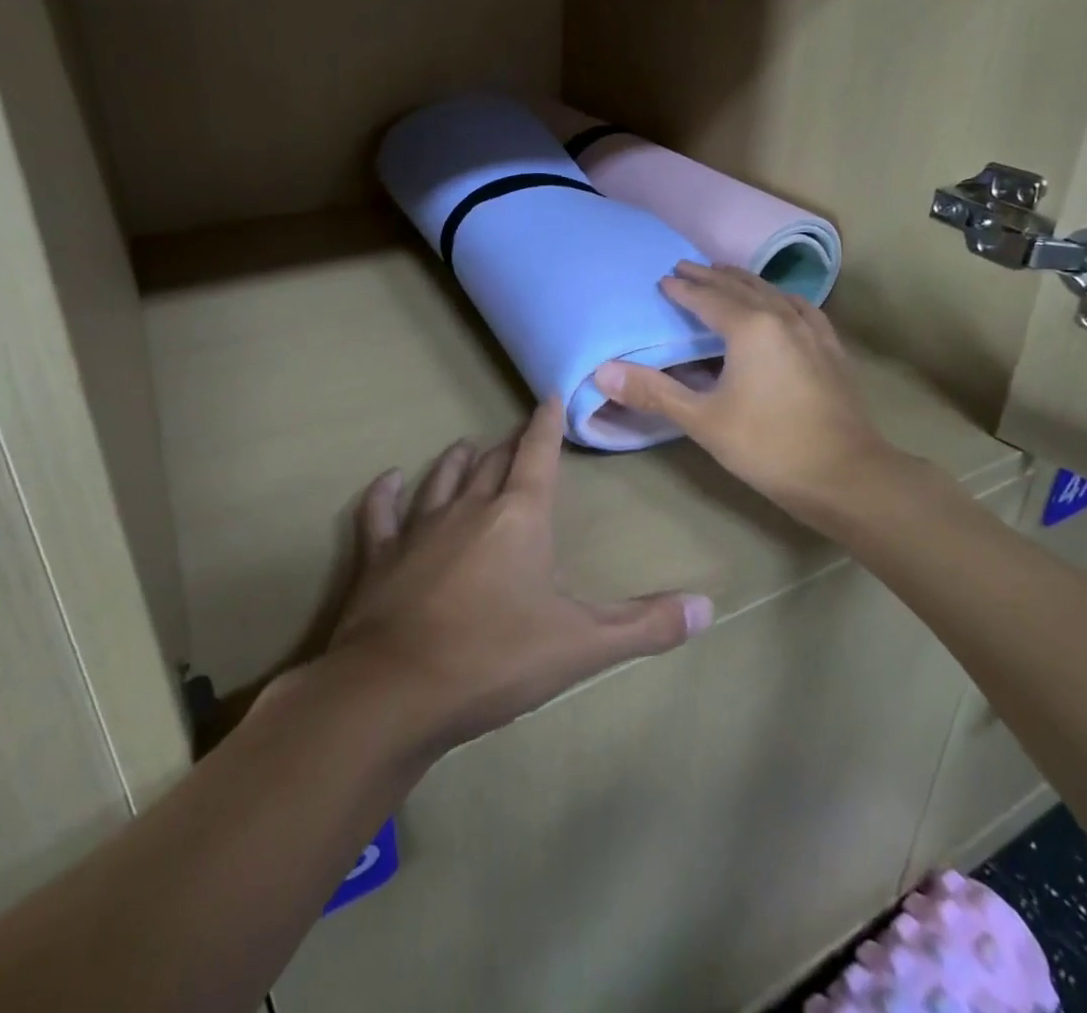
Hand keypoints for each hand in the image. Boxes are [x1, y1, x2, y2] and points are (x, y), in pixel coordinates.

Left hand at [327, 400, 713, 751]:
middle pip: (492, 464)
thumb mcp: (581, 646)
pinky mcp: (379, 555)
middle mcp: (469, 508)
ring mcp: (418, 529)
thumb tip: (708, 608)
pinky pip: (380, 513)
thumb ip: (645, 625)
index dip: (547, 425)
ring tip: (466, 447)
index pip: (538, 455)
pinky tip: (388, 481)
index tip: (549, 396)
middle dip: (508, 446)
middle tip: (517, 437)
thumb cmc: (495, 659)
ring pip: (442, 479)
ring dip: (457, 461)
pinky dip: (385, 494)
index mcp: (519, 517)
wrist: (395, 691)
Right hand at [594, 263, 912, 518]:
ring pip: (772, 293)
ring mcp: (811, 331)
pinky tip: (782, 305)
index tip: (663, 279)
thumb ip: (654, 392)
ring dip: (744, 282)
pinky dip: (780, 298)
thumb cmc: (767, 446)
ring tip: (726, 275)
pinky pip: (800, 308)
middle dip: (710, 276)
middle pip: (740, 287)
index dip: (683, 289)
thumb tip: (603, 371)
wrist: (845, 474)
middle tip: (687, 266)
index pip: (708, 299)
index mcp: (749, 328)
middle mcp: (781, 318)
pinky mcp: (830, 349)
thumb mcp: (702, 421)